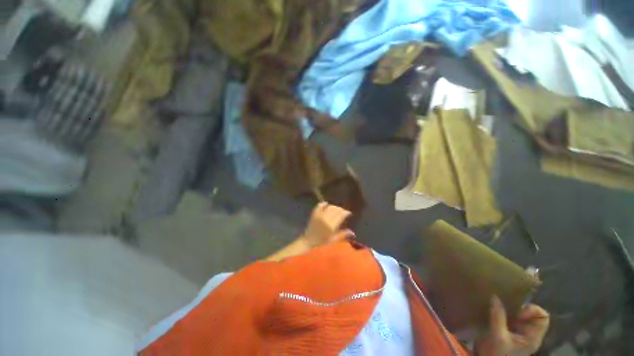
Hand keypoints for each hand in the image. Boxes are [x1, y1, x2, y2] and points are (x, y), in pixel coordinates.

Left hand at [301, 202, 353, 247]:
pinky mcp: (314, 214)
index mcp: (331, 226)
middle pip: (336, 210)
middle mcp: (326, 219)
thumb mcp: (333, 240)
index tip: (348, 213)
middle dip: (341, 209)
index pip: (341, 215)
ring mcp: (320, 215)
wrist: (308, 241)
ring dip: (334, 207)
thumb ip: (343, 235)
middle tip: (343, 211)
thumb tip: (353, 232)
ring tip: (336, 209)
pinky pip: (319, 206)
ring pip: (329, 207)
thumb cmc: (322, 242)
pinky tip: (326, 204)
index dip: (346, 213)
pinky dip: (323, 204)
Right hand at [475, 296, 549, 355]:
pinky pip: (509, 316)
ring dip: (509, 308)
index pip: (543, 317)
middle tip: (505, 308)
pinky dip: (502, 311)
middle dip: (518, 307)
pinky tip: (493, 311)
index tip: (517, 313)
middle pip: (531, 313)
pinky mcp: (507, 330)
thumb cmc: (496, 353)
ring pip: (519, 313)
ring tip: (497, 307)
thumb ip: (498, 316)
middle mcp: (528, 333)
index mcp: (533, 337)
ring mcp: (517, 332)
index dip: (532, 310)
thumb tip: (495, 296)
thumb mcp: (497, 336)